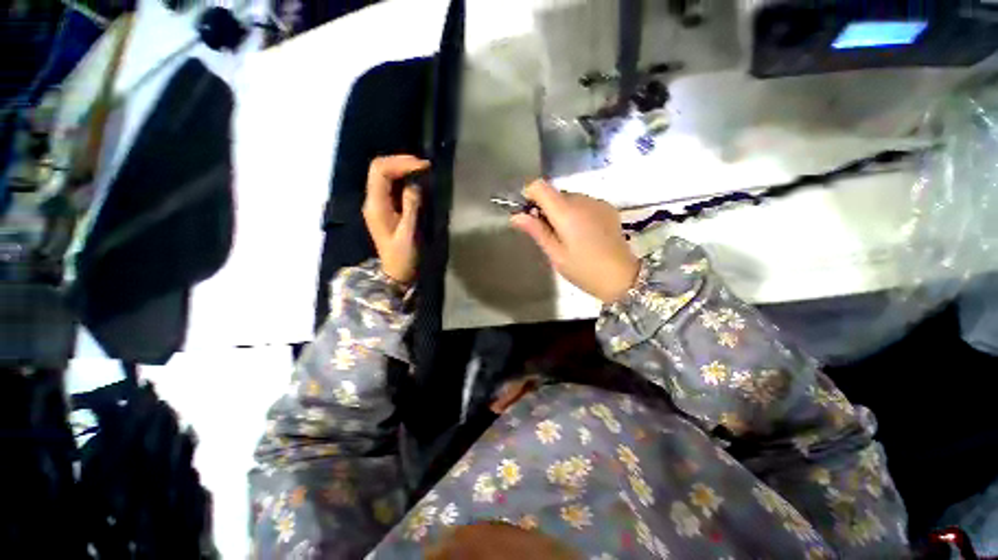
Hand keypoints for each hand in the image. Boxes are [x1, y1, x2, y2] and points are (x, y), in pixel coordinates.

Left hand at [362, 155, 429, 284]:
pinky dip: (404, 179)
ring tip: (423, 171)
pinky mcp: (386, 208)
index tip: (423, 166)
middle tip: (425, 166)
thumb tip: (415, 184)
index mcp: (376, 206)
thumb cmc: (404, 256)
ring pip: (385, 175)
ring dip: (403, 169)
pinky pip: (392, 186)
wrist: (397, 272)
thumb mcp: (410, 234)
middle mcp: (373, 201)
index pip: (380, 171)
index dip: (400, 163)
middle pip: (380, 169)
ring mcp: (378, 204)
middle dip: (401, 162)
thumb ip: (411, 207)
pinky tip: (417, 182)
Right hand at [511, 180, 638, 303]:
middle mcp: (582, 200)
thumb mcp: (555, 254)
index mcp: (566, 212)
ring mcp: (597, 202)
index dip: (530, 196)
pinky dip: (576, 212)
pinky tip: (583, 233)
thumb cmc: (584, 270)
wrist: (622, 277)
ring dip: (561, 211)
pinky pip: (583, 203)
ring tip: (567, 236)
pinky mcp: (607, 207)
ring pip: (569, 198)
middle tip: (548, 234)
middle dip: (545, 208)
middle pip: (554, 193)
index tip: (529, 215)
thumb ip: (536, 231)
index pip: (540, 186)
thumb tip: (515, 216)